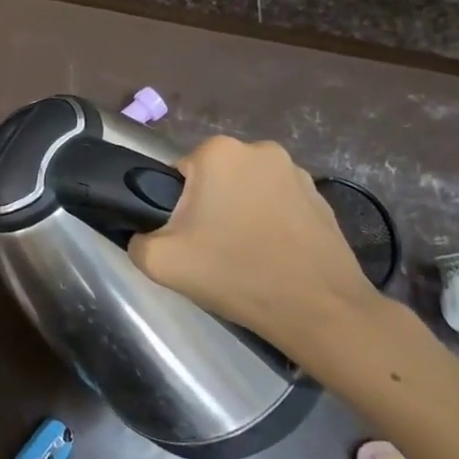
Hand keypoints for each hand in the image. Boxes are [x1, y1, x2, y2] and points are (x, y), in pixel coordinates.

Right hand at [129, 137, 376, 356]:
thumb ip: (136, 239)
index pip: (179, 174)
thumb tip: (143, 234)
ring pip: (247, 189)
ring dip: (242, 211)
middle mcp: (258, 149)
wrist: (320, 310)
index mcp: (218, 152)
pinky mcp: (321, 196)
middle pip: (214, 178)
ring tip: (246, 255)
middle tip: (213, 249)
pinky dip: (271, 222)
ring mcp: (296, 171)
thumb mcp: (161, 262)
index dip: (177, 207)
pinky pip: (279, 203)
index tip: (188, 237)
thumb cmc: (236, 274)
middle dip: (210, 206)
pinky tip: (274, 255)